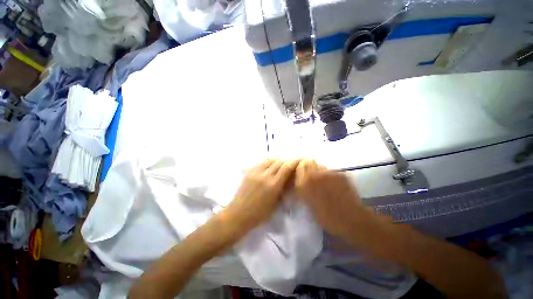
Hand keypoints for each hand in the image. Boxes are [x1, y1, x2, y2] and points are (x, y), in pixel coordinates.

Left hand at [224, 159, 299, 232]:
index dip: (294, 162)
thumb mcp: (275, 203)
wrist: (239, 213)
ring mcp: (256, 172)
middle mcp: (266, 175)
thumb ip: (283, 189)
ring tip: (282, 162)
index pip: (287, 168)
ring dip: (278, 159)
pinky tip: (270, 164)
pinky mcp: (249, 171)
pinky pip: (261, 162)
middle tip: (292, 161)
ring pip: (270, 160)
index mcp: (274, 185)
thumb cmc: (259, 214)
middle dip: (288, 160)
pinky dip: (269, 161)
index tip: (299, 160)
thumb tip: (289, 180)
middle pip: (279, 162)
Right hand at [295, 160, 372, 239]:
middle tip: (312, 178)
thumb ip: (303, 189)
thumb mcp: (308, 204)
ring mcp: (330, 172)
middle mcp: (316, 173)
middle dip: (309, 167)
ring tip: (324, 183)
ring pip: (321, 166)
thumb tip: (301, 182)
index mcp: (306, 181)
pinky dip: (330, 176)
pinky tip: (334, 186)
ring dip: (320, 172)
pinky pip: (331, 171)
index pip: (300, 165)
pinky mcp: (341, 174)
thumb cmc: (326, 217)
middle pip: (310, 162)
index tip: (301, 175)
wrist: (351, 220)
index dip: (301, 169)